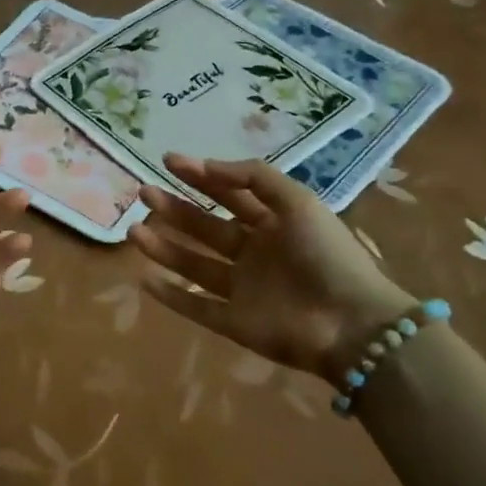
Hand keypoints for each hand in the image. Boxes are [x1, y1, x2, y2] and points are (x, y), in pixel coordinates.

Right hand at [127, 153, 415, 382]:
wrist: (353, 325)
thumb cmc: (327, 255)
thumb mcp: (298, 201)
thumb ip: (254, 177)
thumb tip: (208, 165)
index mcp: (274, 224)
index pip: (229, 195)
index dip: (200, 176)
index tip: (168, 160)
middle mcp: (254, 254)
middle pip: (206, 227)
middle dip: (175, 209)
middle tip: (144, 192)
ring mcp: (243, 290)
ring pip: (194, 265)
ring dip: (164, 247)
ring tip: (133, 230)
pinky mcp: (235, 323)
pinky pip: (197, 307)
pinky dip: (172, 295)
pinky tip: (144, 279)